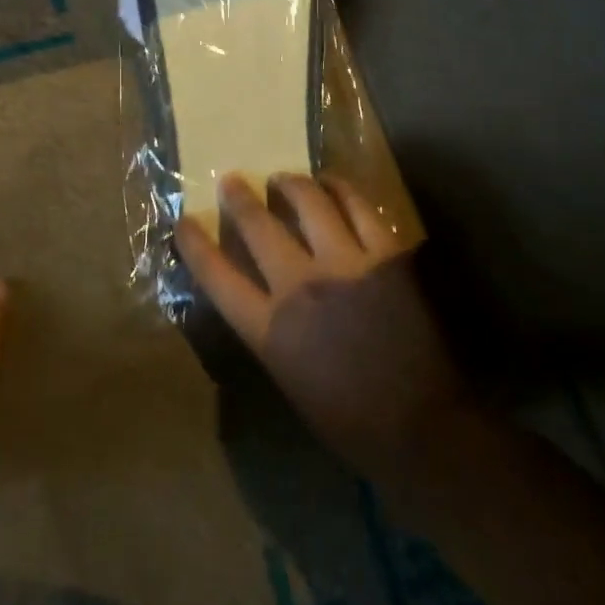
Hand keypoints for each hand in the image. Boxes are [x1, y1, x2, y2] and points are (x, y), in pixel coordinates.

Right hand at [174, 173, 467, 485]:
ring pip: (308, 202)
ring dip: (291, 184)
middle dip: (239, 198)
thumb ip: (270, 328)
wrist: (420, 426)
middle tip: (232, 181)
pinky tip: (332, 184)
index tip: (183, 222)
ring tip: (283, 178)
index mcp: (269, 328)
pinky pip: (358, 206)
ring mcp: (345, 263)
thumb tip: (261, 294)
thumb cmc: (348, 418)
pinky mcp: (385, 254)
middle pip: (259, 227)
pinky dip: (340, 189)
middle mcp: (300, 285)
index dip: (194, 244)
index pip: (217, 276)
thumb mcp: (287, 376)